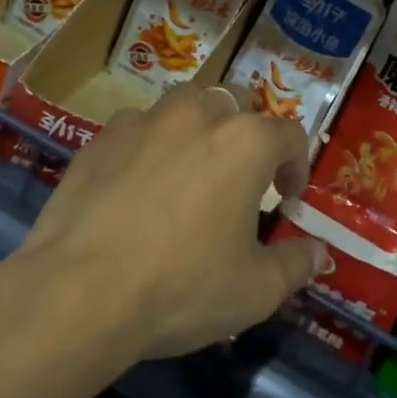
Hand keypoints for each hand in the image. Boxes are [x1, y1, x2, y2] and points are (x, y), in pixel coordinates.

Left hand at [17, 85, 317, 359]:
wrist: (78, 293)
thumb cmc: (181, 287)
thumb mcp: (255, 290)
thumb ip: (296, 265)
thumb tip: (319, 254)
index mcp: (245, 143)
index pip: (289, 135)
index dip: (297, 166)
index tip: (287, 200)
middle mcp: (198, 116)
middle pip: (236, 103)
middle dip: (247, 134)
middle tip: (241, 178)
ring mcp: (143, 122)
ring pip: (184, 106)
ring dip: (197, 129)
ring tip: (189, 171)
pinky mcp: (100, 139)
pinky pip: (137, 129)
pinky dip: (148, 146)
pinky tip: (137, 186)